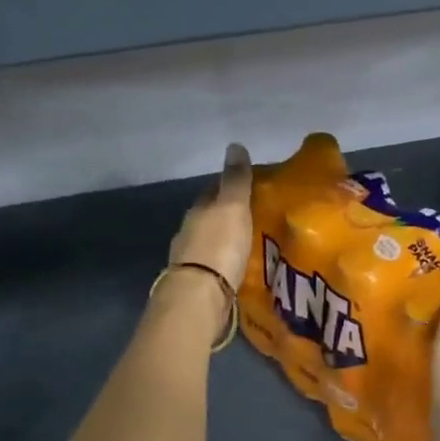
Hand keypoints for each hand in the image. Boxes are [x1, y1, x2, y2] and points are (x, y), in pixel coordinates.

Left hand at [170, 143, 253, 290]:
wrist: (200, 295)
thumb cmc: (219, 246)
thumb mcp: (233, 207)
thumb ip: (235, 180)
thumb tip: (234, 145)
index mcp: (197, 211)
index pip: (212, 192)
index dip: (228, 188)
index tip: (247, 189)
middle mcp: (188, 233)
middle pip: (208, 218)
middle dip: (226, 216)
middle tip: (251, 217)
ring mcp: (189, 260)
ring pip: (208, 243)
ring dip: (224, 241)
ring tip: (246, 244)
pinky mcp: (196, 285)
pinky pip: (212, 267)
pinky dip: (222, 263)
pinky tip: (235, 267)